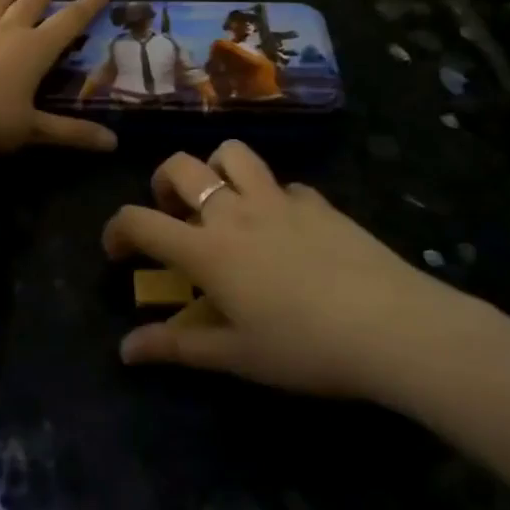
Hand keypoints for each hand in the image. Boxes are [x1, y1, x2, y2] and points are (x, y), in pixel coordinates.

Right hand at [106, 141, 478, 402]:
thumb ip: (176, 347)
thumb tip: (125, 350)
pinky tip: (285, 227)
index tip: (117, 251)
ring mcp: (278, 200)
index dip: (116, 230)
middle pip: (180, 167)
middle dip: (163, 182)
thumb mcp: (236, 356)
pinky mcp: (317, 202)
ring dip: (216, 169)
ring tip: (223, 202)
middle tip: (172, 212)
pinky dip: (270, 196)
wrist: (393, 327)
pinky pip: (282, 183)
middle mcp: (234, 211)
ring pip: (232, 154)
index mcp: (207, 249)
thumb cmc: (304, 347)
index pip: (140, 220)